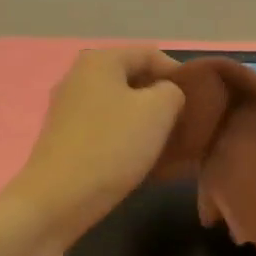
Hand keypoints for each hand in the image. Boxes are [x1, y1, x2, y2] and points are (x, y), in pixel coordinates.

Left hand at [1, 48, 184, 245]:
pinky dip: (126, 138)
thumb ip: (173, 91)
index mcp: (100, 60)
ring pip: (120, 106)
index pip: (151, 55)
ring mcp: (68, 108)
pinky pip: (106, 128)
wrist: (58, 200)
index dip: (180, 74)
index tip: (198, 103)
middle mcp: (79, 77)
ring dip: (146, 122)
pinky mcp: (65, 137)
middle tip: (185, 124)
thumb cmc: (112, 145)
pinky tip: (142, 159)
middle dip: (162, 99)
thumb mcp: (159, 110)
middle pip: (134, 79)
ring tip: (169, 145)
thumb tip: (167, 95)